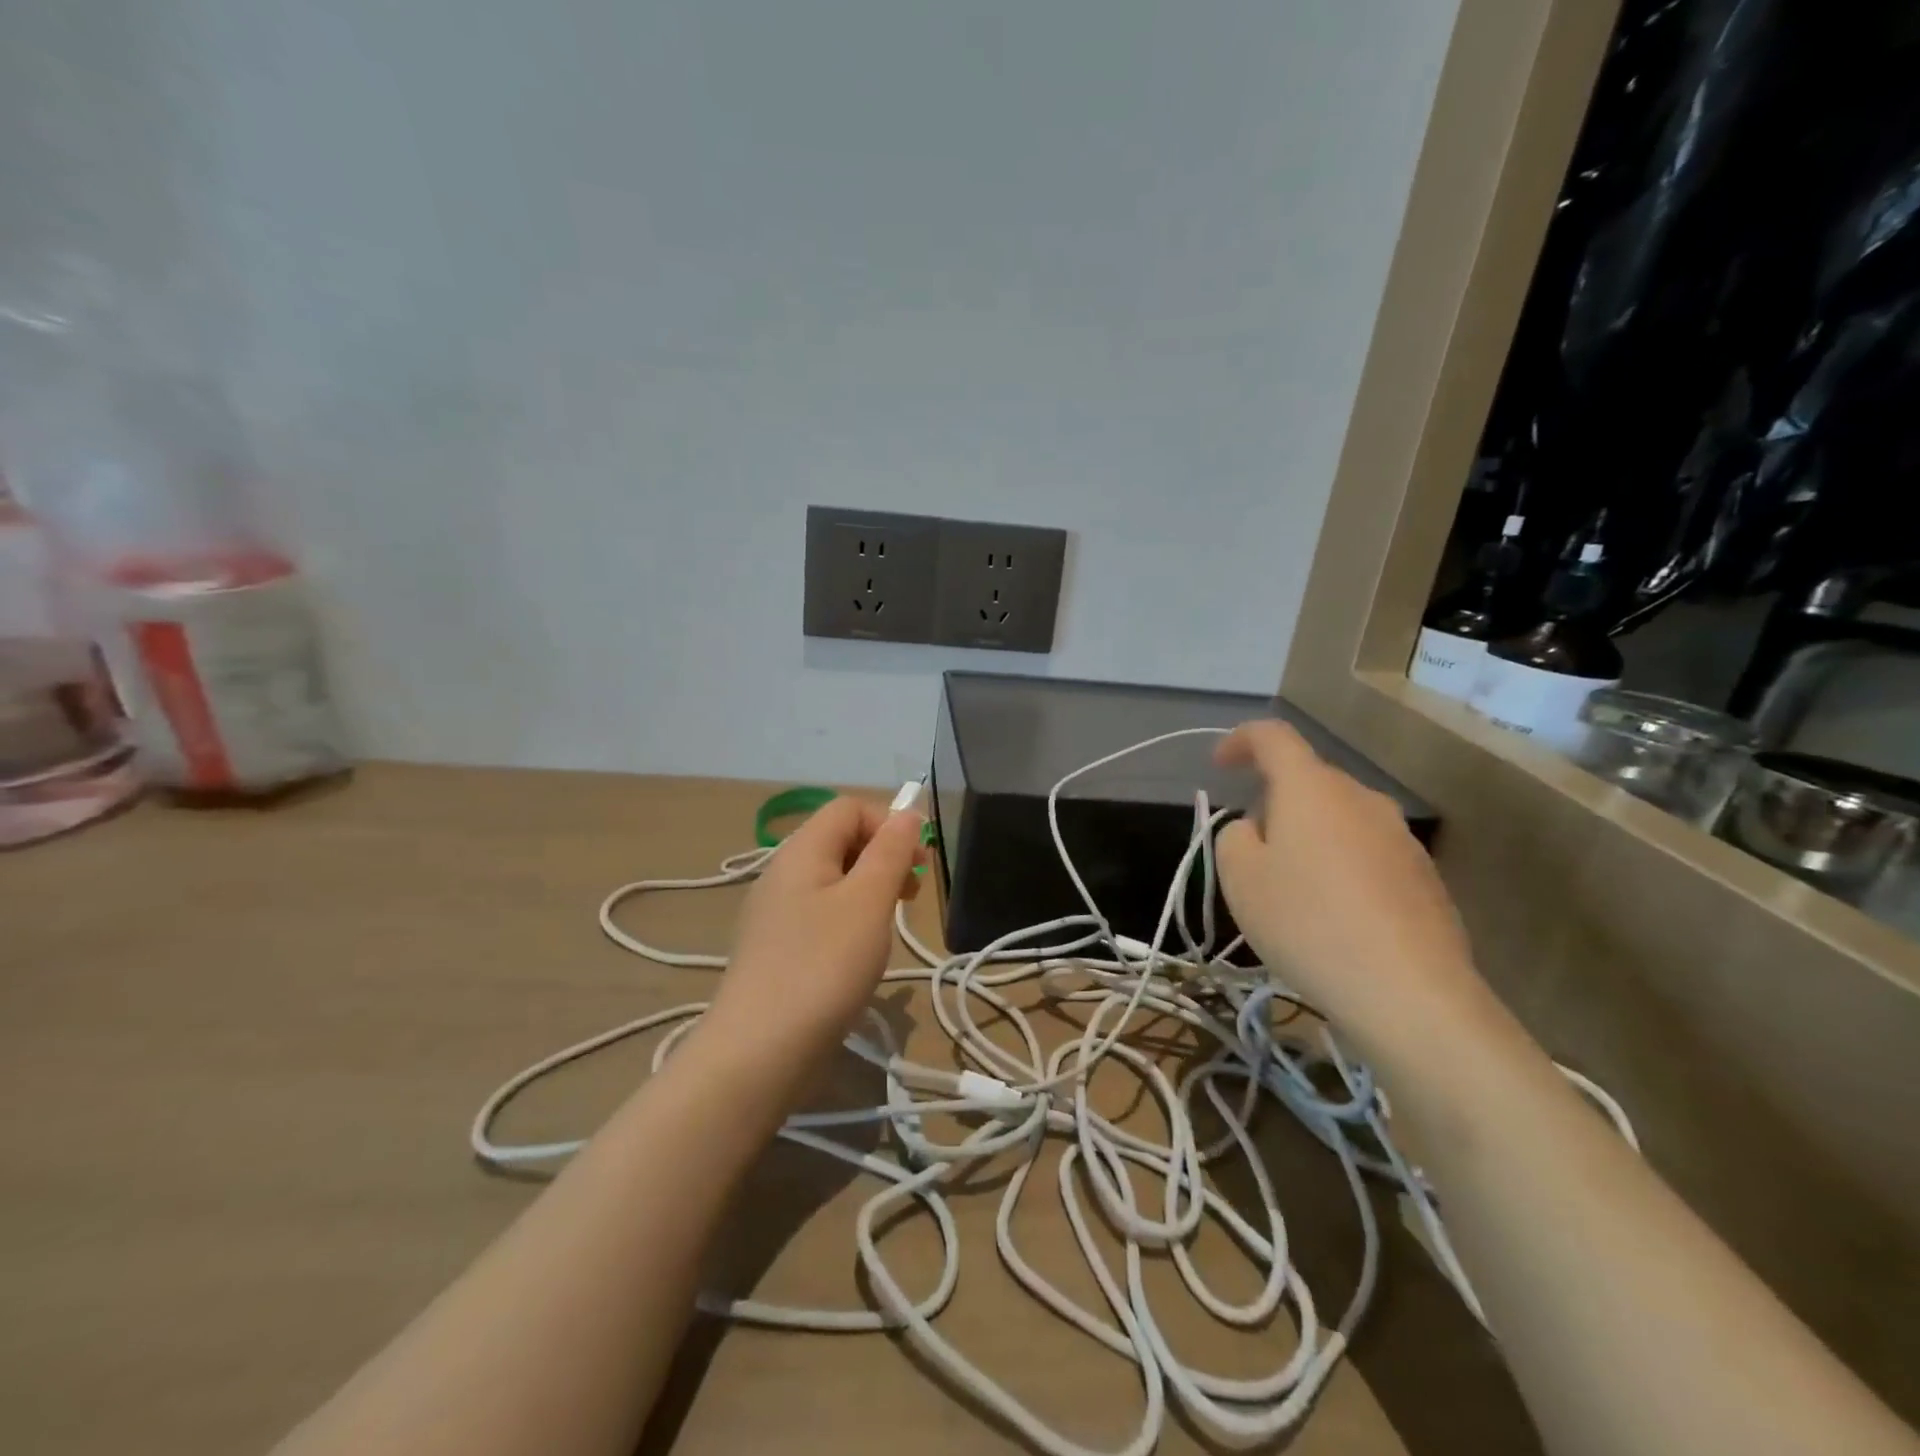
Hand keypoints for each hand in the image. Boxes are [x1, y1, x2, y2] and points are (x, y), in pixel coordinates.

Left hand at [706, 794, 924, 1065]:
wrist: (758, 1053)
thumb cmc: (822, 967)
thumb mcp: (868, 902)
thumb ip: (890, 851)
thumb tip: (907, 813)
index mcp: (801, 851)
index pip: (849, 808)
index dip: (888, 823)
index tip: (916, 863)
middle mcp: (783, 873)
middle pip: (840, 840)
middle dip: (883, 858)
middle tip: (910, 897)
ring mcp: (775, 913)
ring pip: (833, 880)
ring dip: (869, 892)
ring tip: (887, 929)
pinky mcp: (776, 948)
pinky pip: (820, 915)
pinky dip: (848, 922)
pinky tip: (858, 956)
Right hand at [1213, 721, 1487, 1051]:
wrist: (1409, 992)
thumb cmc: (1307, 922)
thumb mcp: (1240, 878)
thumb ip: (1235, 836)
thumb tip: (1259, 829)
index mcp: (1311, 788)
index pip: (1273, 737)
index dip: (1241, 740)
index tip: (1220, 765)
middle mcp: (1361, 798)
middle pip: (1308, 782)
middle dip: (1274, 804)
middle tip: (1252, 853)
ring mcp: (1401, 836)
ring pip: (1339, 820)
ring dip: (1309, 839)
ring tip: (1292, 893)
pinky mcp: (1424, 876)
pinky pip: (1366, 854)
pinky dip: (1340, 869)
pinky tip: (1334, 918)